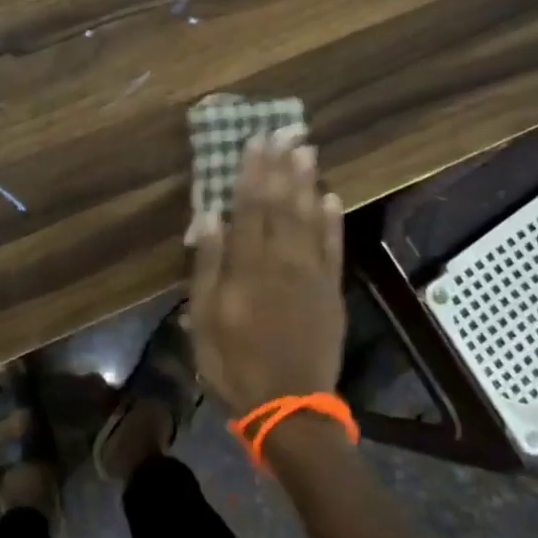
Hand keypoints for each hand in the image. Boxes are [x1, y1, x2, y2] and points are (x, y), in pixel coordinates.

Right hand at [187, 132, 346, 415]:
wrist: (290, 406)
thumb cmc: (235, 363)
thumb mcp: (204, 318)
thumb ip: (208, 265)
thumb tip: (209, 216)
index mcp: (247, 267)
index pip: (249, 207)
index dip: (252, 172)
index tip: (255, 141)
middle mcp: (282, 260)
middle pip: (281, 203)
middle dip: (281, 165)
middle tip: (284, 131)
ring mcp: (311, 274)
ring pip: (310, 217)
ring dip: (308, 181)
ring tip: (307, 149)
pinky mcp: (331, 289)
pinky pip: (333, 247)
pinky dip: (333, 220)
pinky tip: (332, 197)